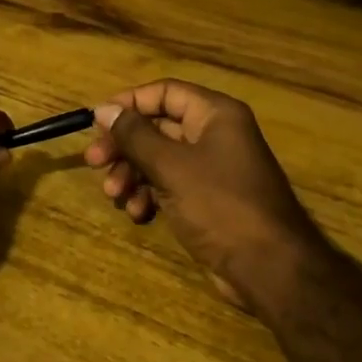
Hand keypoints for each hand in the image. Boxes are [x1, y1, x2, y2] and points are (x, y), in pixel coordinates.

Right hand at [85, 79, 330, 313]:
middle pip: (158, 127)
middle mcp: (215, 135)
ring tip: (114, 194)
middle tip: (94, 162)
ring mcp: (212, 169)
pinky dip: (149, 194)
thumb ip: (134, 135)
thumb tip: (103, 109)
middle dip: (124, 145)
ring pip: (159, 159)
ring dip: (132, 173)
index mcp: (215, 115)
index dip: (129, 103)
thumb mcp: (171, 166)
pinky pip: (169, 185)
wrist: (268, 268)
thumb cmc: (220, 205)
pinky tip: (138, 213)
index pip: (164, 92)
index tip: (96, 122)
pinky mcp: (207, 199)